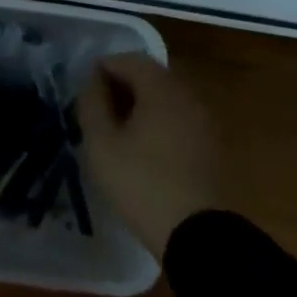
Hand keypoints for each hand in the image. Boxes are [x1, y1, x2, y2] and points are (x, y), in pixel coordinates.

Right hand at [77, 54, 223, 254]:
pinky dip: (159, 121)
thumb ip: (92, 104)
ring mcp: (204, 122)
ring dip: (141, 103)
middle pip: (151, 75)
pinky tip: (143, 146)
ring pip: (167, 98)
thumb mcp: (102, 144)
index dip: (104, 67)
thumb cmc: (142, 183)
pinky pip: (179, 118)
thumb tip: (92, 82)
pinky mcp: (211, 146)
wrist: (198, 236)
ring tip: (118, 128)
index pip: (130, 60)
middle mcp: (188, 96)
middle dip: (123, 84)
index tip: (85, 88)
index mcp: (162, 89)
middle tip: (99, 107)